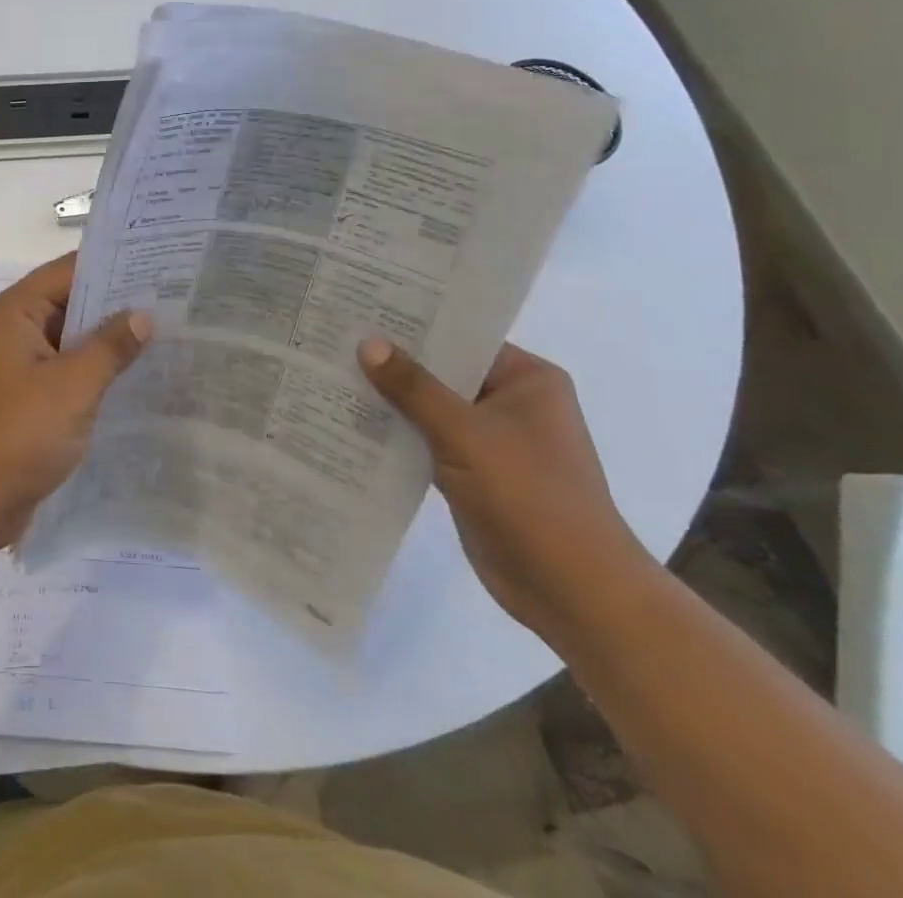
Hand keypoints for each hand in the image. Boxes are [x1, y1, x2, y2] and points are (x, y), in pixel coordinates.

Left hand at [0, 254, 151, 548]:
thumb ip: (110, 347)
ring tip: (167, 330)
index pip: (70, 271)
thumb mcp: (72, 387)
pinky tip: (138, 372)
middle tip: (174, 297)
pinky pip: (68, 366)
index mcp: (15, 311)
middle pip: (71, 300)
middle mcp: (15, 328)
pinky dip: (97, 366)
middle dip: (118, 301)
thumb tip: (143, 315)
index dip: (113, 265)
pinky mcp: (29, 393)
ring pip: (72, 336)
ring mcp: (21, 362)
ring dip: (109, 336)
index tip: (160, 263)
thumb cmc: (18, 434)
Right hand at [357, 339, 655, 641]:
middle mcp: (510, 402)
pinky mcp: (471, 473)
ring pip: (429, 408)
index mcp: (526, 380)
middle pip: (442, 371)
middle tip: (335, 337)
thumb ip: (414, 388)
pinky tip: (348, 421)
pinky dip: (396, 434)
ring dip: (389, 400)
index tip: (361, 308)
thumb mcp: (465, 434)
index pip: (462, 336)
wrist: (573, 593)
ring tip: (329, 372)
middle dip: (393, 362)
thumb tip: (368, 343)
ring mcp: (491, 440)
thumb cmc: (531, 498)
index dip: (413, 324)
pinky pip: (426, 440)